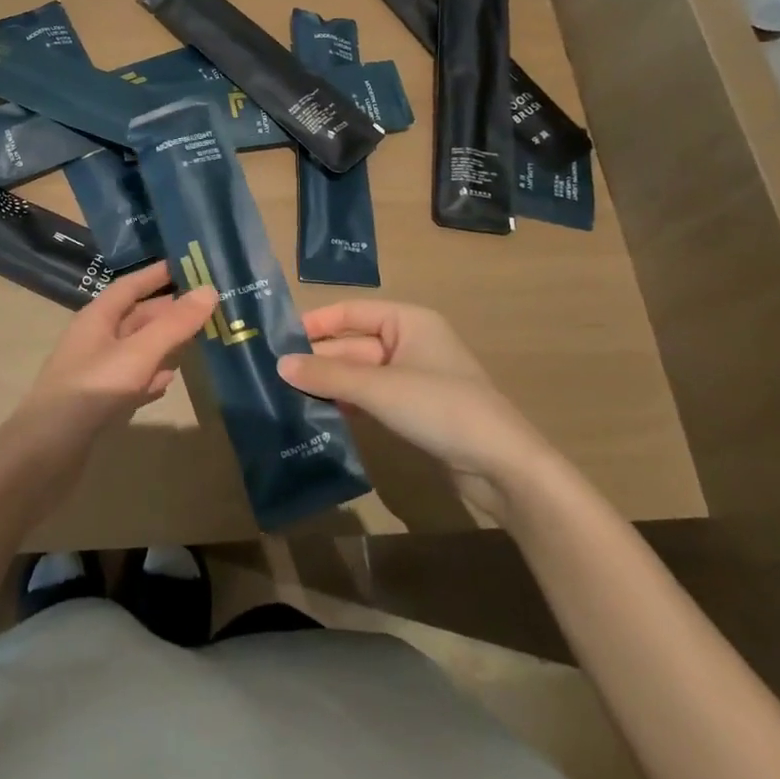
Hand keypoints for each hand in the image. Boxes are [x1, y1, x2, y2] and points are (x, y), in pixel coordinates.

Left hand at [14, 261, 216, 447]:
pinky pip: (131, 380)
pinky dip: (151, 377)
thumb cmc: (92, 391)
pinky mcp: (98, 403)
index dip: (157, 274)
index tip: (189, 265)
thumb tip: (210, 290)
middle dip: (169, 311)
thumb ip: (174, 324)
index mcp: (97, 317)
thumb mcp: (139, 353)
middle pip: (137, 317)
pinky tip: (168, 383)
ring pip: (137, 349)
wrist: (46, 453)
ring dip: (164, 344)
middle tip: (208, 307)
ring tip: (198, 340)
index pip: (131, 285)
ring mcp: (95, 372)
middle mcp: (95, 339)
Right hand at [277, 300, 557, 517]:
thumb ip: (329, 375)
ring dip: (330, 383)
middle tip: (274, 374)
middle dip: (319, 359)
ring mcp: (413, 377)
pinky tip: (320, 415)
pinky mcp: (415, 409)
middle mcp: (409, 342)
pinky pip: (372, 397)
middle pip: (353, 344)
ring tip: (287, 395)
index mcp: (407, 321)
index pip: (350, 312)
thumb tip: (280, 365)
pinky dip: (348, 403)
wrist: (504, 467)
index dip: (315, 323)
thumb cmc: (442, 408)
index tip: (277, 339)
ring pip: (360, 373)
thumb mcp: (380, 389)